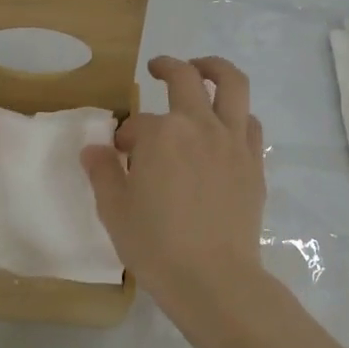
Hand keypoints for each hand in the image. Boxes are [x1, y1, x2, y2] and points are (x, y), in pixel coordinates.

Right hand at [80, 55, 266, 317]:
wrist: (213, 280)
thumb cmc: (156, 245)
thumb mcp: (114, 209)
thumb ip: (103, 172)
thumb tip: (94, 149)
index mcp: (161, 133)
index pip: (137, 123)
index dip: (125, 136)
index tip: (119, 154)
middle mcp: (199, 125)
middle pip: (186, 78)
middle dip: (167, 67)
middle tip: (157, 68)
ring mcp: (232, 141)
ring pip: (232, 84)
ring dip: (214, 69)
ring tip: (202, 69)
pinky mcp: (254, 162)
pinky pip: (249, 122)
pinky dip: (236, 113)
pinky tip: (224, 124)